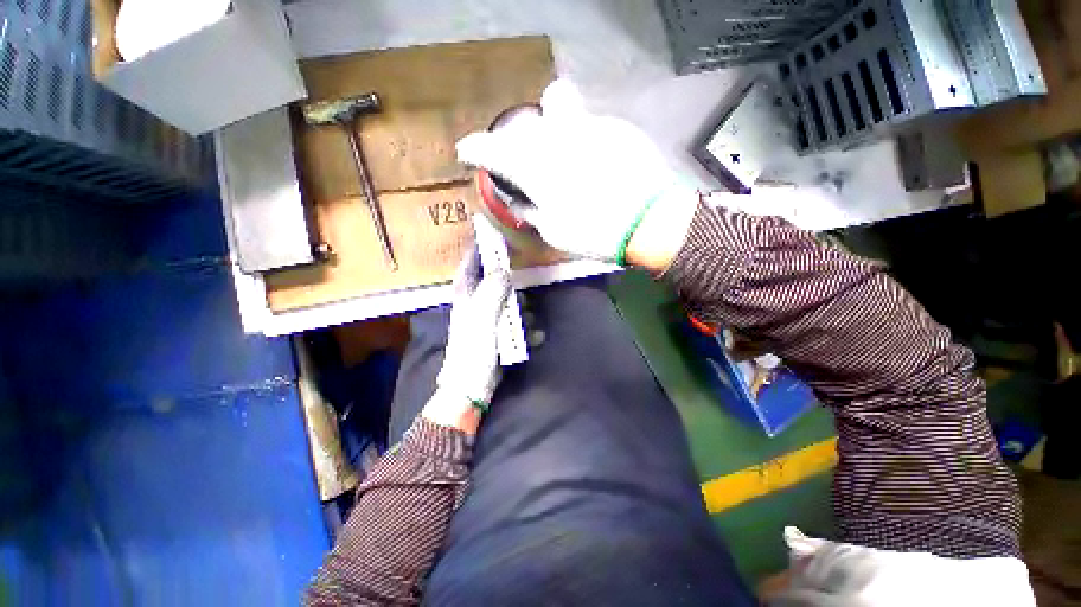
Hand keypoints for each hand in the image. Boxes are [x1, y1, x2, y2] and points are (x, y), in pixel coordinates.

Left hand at [422, 243, 511, 434]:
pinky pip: (516, 318)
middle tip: (524, 286)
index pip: (471, 260)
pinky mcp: (499, 329)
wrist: (472, 384)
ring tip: (527, 322)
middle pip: (496, 278)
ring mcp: (488, 315)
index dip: (483, 245)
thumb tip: (504, 268)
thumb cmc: (473, 348)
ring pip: (510, 299)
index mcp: (466, 292)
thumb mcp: (483, 316)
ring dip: (522, 309)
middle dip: (512, 283)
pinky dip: (524, 326)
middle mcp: (476, 299)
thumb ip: (493, 290)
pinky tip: (531, 336)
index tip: (499, 233)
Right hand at [456, 80, 698, 268]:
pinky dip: (583, 138)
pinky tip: (596, 162)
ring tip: (564, 157)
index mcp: (532, 166)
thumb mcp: (552, 232)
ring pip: (557, 106)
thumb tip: (519, 198)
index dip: (473, 150)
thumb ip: (530, 210)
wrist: (650, 221)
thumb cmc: (595, 233)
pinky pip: (588, 123)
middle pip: (524, 121)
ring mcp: (587, 124)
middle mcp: (553, 136)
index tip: (467, 154)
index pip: (488, 148)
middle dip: (518, 139)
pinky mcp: (614, 125)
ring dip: (552, 130)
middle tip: (527, 162)